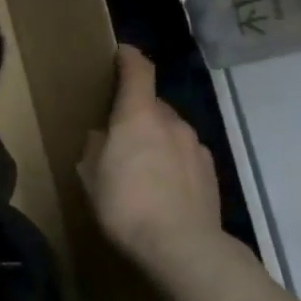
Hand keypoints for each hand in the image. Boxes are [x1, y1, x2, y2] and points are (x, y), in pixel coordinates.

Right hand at [81, 47, 223, 275]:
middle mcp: (171, 122)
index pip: (138, 71)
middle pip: (152, 104)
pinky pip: (184, 153)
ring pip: (170, 130)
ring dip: (155, 138)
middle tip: (117, 134)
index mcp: (137, 116)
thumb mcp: (91, 175)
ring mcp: (195, 146)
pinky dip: (171, 159)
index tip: (120, 53)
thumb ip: (95, 147)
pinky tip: (161, 186)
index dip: (128, 58)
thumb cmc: (125, 204)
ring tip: (140, 166)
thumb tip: (103, 136)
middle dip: (135, 112)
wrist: (182, 247)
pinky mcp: (210, 171)